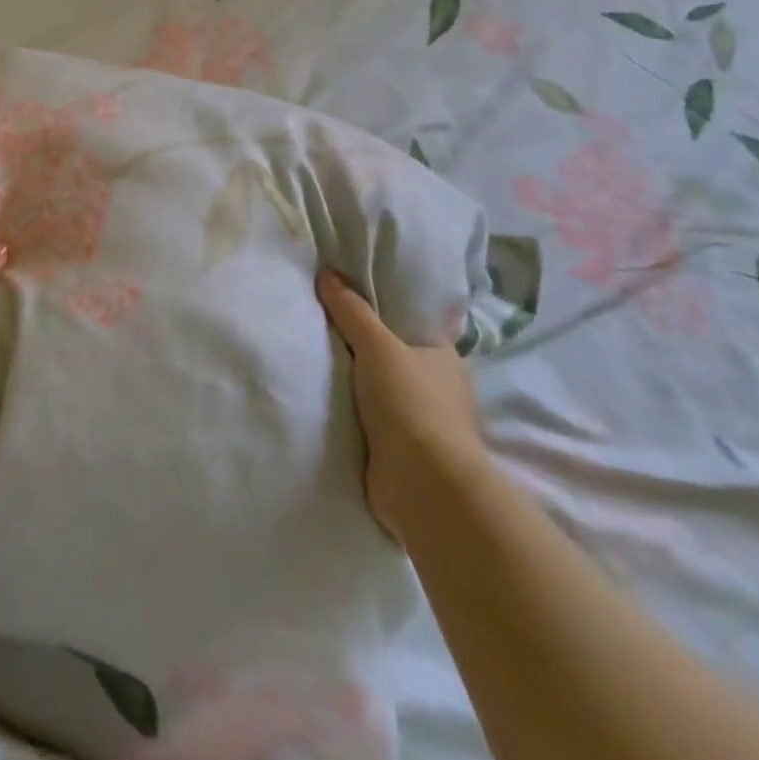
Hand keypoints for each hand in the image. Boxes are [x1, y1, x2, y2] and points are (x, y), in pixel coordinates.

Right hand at [318, 269, 487, 540]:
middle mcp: (438, 388)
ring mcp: (422, 422)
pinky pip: (371, 420)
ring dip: (356, 383)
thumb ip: (351, 311)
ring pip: (381, 390)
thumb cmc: (411, 404)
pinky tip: (323, 398)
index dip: (384, 309)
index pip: (412, 323)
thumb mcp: (377, 346)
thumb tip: (328, 273)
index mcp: (444, 358)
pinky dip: (352, 413)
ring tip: (314, 358)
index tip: (349, 296)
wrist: (423, 486)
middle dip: (364, 347)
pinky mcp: (403, 452)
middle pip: (394, 356)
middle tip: (321, 324)